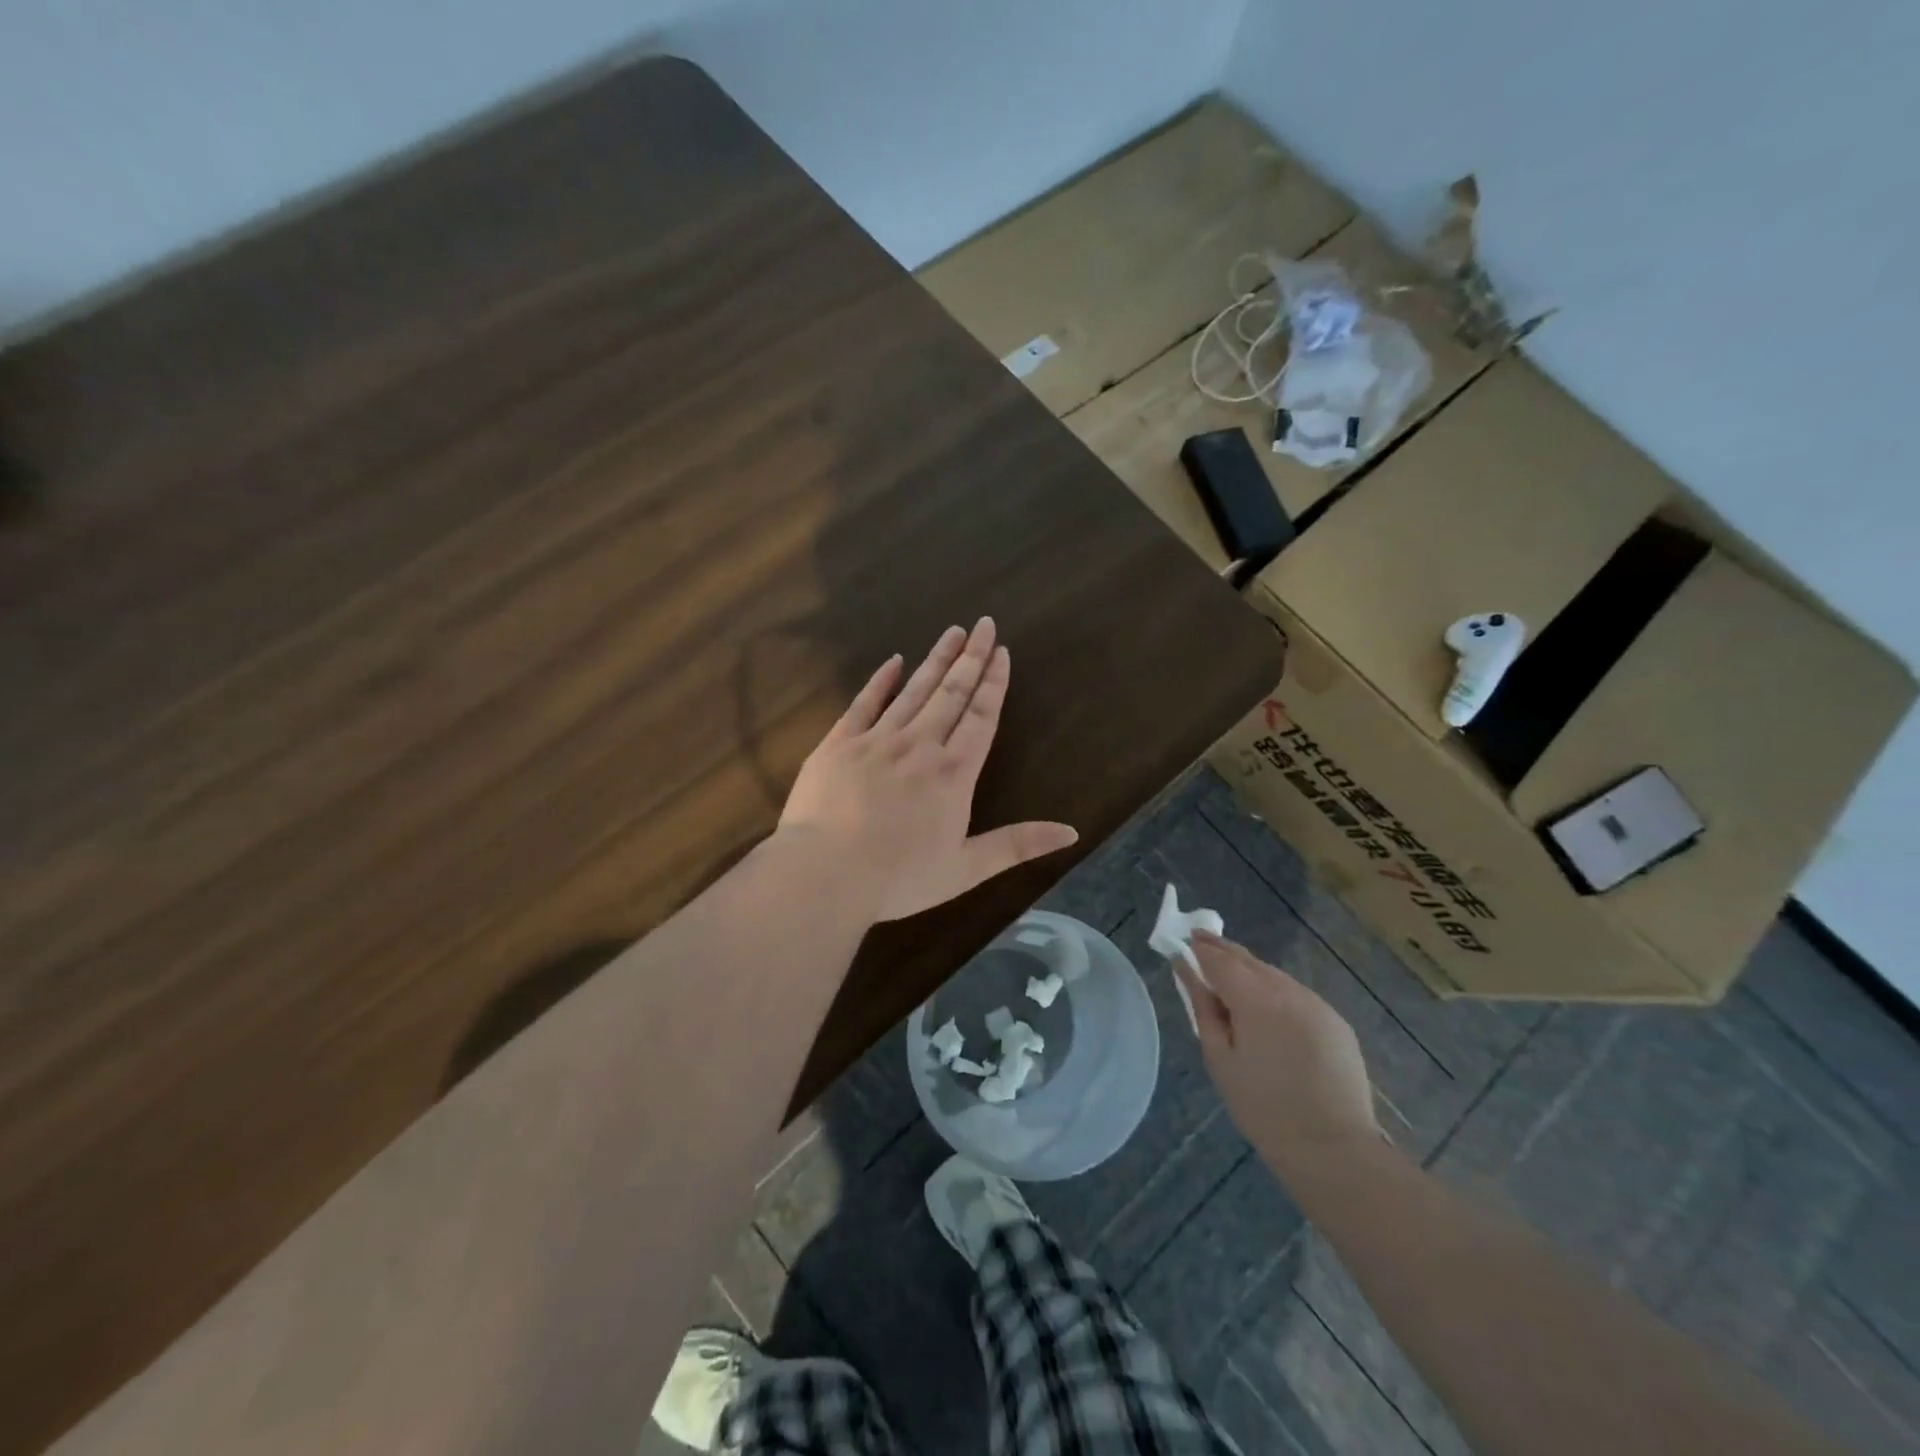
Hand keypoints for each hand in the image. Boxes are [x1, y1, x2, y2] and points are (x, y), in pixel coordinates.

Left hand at [778, 618, 1078, 922]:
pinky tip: (894, 660)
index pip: (981, 716)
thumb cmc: (899, 878)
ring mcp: (876, 740)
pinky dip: (881, 680)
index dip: (994, 682)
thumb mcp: (967, 868)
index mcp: (953, 773)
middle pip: (951, 693)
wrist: (825, 874)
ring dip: (935, 660)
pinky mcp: (838, 744)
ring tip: (952, 632)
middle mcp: (919, 745)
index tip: (1002, 651)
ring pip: (913, 690)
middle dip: (970, 657)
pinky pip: (864, 703)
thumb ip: (1017, 846)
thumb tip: (1072, 832)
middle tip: (983, 624)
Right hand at [1178, 934, 1380, 1175]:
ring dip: (1250, 971)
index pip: (1220, 959)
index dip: (1199, 948)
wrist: (1333, 1148)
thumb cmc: (1263, 1107)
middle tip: (1200, 942)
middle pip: (1249, 959)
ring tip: (1230, 978)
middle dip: (1222, 950)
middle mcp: (1288, 990)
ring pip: (1274, 976)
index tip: (1183, 940)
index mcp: (1256, 999)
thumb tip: (1185, 970)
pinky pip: (1297, 995)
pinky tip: (1267, 1009)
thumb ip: (1202, 1007)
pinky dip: (1276, 992)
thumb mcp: (1219, 1058)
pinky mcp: (1336, 1021)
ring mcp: (1317, 1004)